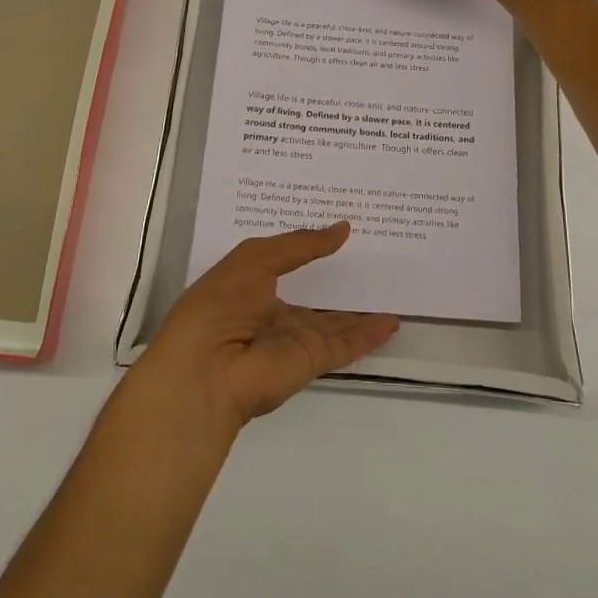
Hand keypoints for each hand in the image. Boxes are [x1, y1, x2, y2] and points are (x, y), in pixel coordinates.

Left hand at [134, 223, 398, 432]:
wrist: (206, 370)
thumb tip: (343, 228)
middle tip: (374, 252)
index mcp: (251, 285)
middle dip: (339, 277)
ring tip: (391, 287)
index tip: (338, 227)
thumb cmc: (220, 303)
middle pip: (314, 294)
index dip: (309, 246)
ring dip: (360, 309)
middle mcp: (273, 312)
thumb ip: (301, 244)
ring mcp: (293, 338)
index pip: (287, 262)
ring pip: (336, 321)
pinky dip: (369, 335)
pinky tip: (391, 321)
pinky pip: (346, 344)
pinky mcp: (312, 360)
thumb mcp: (255, 258)